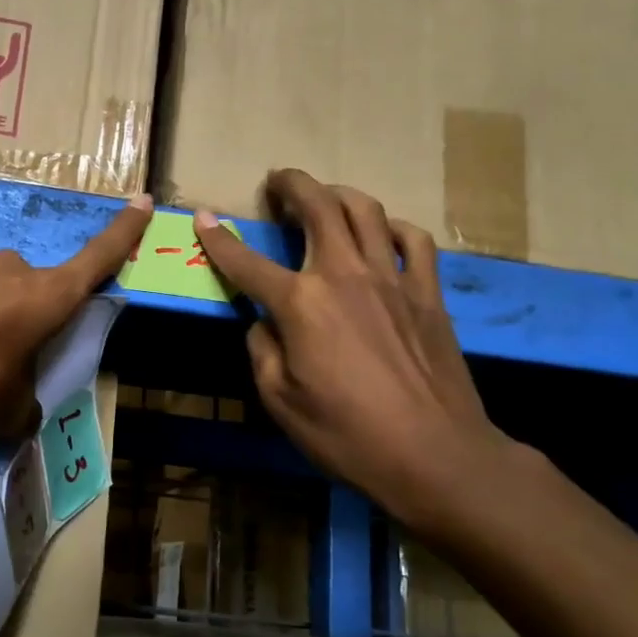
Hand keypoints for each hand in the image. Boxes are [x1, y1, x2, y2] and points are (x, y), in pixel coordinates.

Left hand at [0, 195, 152, 439]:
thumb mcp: (8, 412)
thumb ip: (24, 410)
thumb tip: (22, 415)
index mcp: (46, 296)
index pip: (97, 259)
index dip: (124, 233)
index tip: (142, 200)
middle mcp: (11, 274)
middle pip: (38, 288)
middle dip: (35, 317)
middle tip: (19, 358)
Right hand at [193, 171, 516, 528]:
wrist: (436, 455)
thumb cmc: (348, 435)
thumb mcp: (281, 402)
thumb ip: (263, 350)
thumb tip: (263, 322)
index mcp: (301, 304)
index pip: (247, 263)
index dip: (219, 240)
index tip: (202, 218)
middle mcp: (345, 274)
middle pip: (318, 207)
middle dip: (291, 185)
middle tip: (276, 181)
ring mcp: (392, 278)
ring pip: (366, 210)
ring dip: (338, 194)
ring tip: (324, 197)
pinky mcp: (428, 293)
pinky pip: (414, 240)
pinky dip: (393, 227)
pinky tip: (383, 233)